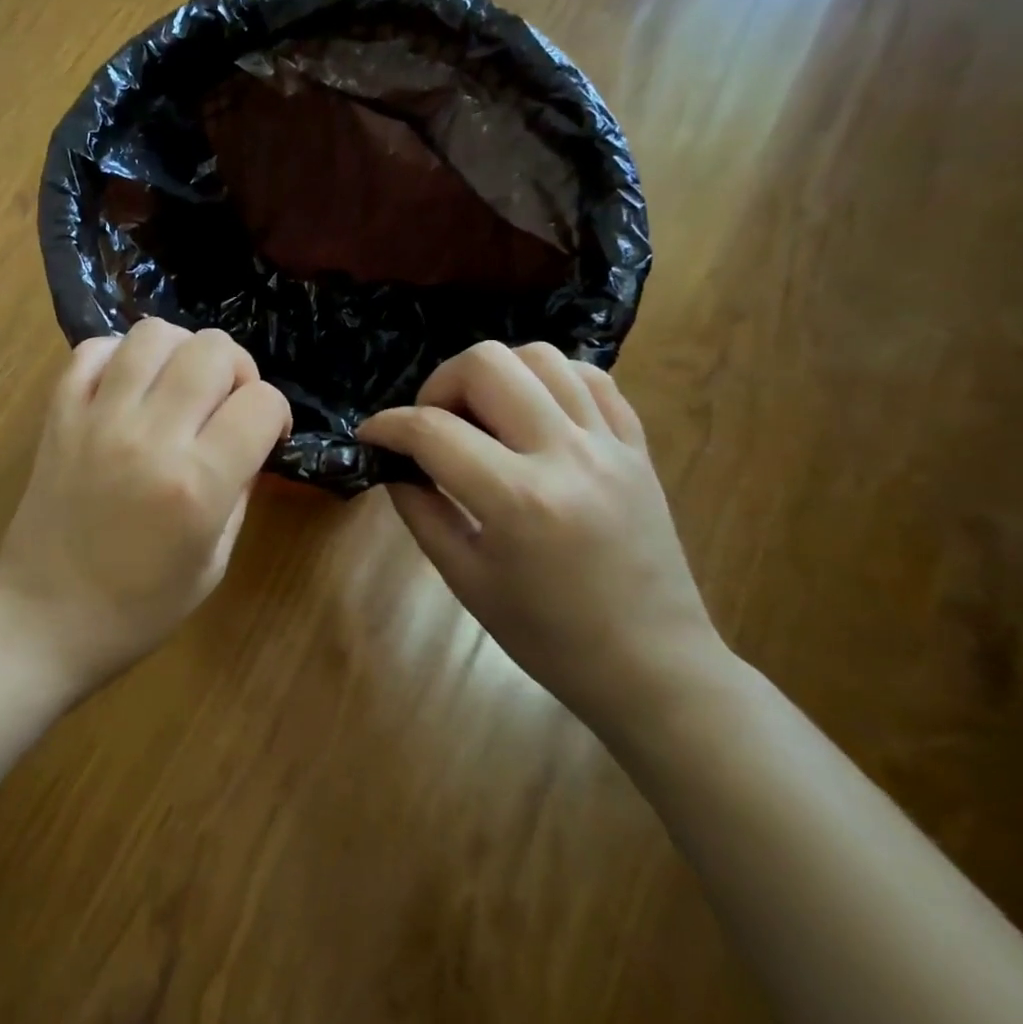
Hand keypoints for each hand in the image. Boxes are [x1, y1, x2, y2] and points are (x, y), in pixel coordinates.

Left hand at [0, 319, 291, 689]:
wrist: (42, 618)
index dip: (275, 414)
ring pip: (154, 334)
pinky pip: (93, 349)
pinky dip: (120, 356)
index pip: (263, 401)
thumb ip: (239, 489)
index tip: (265, 435)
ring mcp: (97, 418)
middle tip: (225, 405)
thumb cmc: (138, 608)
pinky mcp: (58, 413)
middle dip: (237, 370)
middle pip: (215, 349)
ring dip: (182, 352)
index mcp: (198, 483)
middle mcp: (150, 436)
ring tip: (178, 387)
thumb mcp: (214, 561)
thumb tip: (249, 439)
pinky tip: (128, 388)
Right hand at [359, 342, 725, 736]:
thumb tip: (394, 465)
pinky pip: (591, 379)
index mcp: (518, 500)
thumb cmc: (548, 636)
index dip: (386, 426)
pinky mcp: (637, 447)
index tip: (370, 436)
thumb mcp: (464, 578)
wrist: (653, 667)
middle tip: (431, 425)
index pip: (431, 431)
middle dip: (439, 384)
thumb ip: (420, 510)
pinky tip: (530, 412)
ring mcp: (609, 445)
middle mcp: (566, 455)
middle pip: (487, 364)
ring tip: (480, 417)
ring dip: (494, 375)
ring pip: (541, 356)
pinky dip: (548, 380)